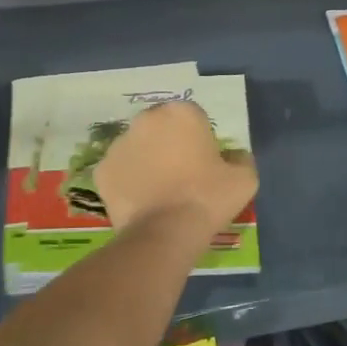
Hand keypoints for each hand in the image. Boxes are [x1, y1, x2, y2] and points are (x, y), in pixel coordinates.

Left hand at [93, 100, 257, 233]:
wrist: (165, 233)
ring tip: (159, 190)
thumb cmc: (207, 198)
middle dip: (169, 143)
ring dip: (146, 160)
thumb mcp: (244, 179)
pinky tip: (141, 201)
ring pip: (137, 147)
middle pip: (161, 127)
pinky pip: (119, 171)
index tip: (204, 161)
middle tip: (181, 174)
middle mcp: (146, 119)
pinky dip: (127, 181)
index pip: (193, 117)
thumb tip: (235, 157)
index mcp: (182, 112)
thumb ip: (241, 159)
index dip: (199, 138)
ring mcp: (119, 144)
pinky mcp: (102, 170)